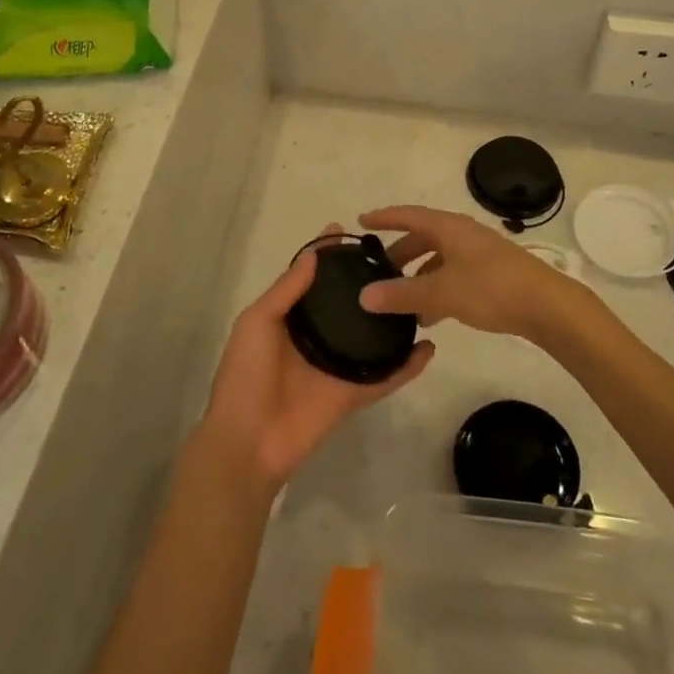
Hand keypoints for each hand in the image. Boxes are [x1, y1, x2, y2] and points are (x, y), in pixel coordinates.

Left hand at [200, 227, 434, 492]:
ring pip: (370, 337)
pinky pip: (385, 377)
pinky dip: (407, 366)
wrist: (247, 442)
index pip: (311, 280)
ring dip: (390, 319)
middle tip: (395, 259)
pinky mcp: (353, 394)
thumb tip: (314, 253)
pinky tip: (429, 348)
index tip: (348, 231)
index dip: (326, 256)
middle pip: (345, 304)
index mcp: (288, 319)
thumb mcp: (257, 323)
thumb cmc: (245, 376)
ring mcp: (336, 366)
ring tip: (418, 293)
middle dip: (364, 282)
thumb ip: (286, 290)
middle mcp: (315, 338)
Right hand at [358, 205, 594, 343]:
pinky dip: (437, 289)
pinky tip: (430, 317)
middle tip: (378, 273)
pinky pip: (453, 275)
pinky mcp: (491, 274)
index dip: (384, 218)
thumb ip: (402, 294)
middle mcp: (462, 234)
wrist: (547, 306)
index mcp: (449, 227)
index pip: (408, 215)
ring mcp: (478, 254)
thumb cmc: (491, 288)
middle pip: (422, 238)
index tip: (361, 221)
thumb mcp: (441, 292)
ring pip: (438, 260)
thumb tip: (363, 295)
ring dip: (418, 277)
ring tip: (400, 303)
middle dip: (399, 255)